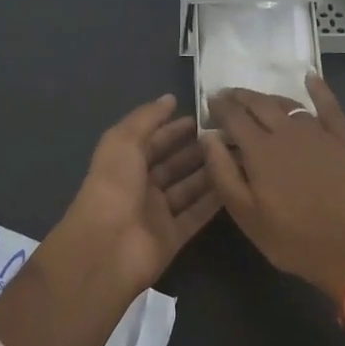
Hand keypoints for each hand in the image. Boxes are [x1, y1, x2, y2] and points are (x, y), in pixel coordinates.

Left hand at [51, 94, 220, 291]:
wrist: (107, 247)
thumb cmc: (113, 186)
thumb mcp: (123, 141)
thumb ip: (147, 118)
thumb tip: (170, 98)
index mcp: (125, 163)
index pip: (153, 141)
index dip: (174, 128)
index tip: (203, 116)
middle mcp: (141, 187)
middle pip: (173, 164)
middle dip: (196, 149)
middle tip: (228, 135)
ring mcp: (157, 213)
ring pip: (188, 188)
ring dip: (209, 172)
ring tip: (238, 154)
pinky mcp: (173, 236)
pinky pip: (197, 214)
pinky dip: (214, 201)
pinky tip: (236, 183)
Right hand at [201, 75, 344, 300]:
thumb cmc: (293, 239)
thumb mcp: (246, 215)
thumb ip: (222, 173)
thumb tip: (206, 136)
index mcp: (260, 150)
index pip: (234, 116)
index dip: (219, 106)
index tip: (209, 101)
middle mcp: (288, 132)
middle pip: (260, 104)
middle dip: (240, 96)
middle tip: (228, 95)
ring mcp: (319, 133)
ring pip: (289, 105)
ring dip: (269, 98)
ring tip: (258, 99)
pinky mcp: (344, 140)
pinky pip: (330, 107)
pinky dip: (318, 89)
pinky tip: (310, 77)